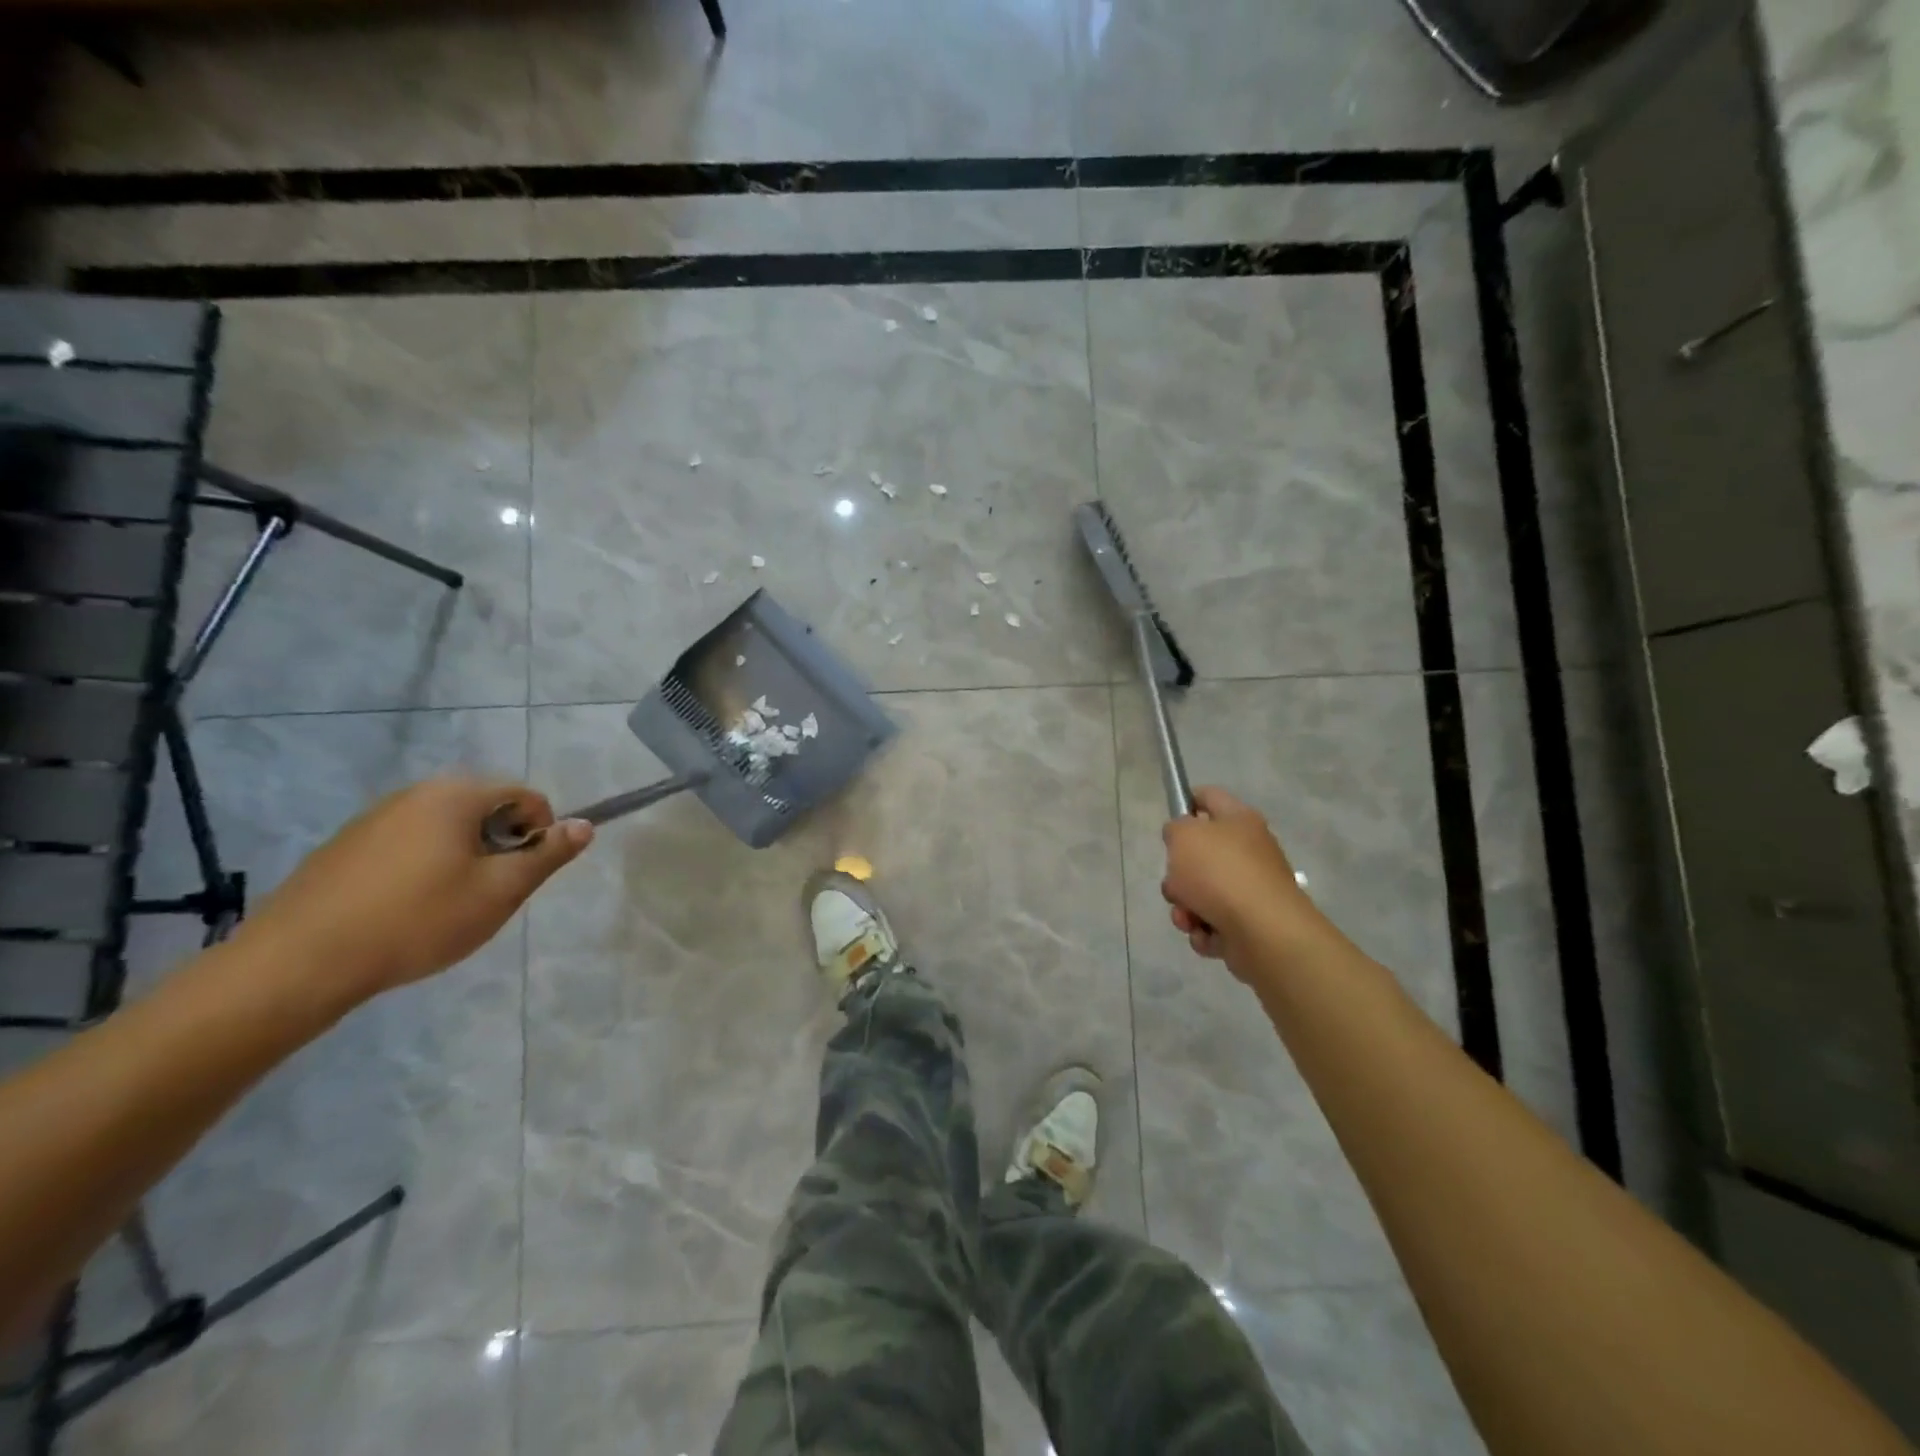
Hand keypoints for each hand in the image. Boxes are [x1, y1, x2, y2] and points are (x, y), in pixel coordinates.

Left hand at [237, 776, 592, 1002]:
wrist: (299, 963)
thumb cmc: (417, 920)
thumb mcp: (499, 891)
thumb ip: (547, 854)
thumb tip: (585, 825)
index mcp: (456, 795)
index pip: (525, 796)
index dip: (541, 833)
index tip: (526, 875)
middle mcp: (416, 793)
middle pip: (485, 808)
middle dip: (501, 845)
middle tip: (490, 893)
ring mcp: (374, 817)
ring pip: (446, 828)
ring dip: (464, 857)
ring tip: (449, 906)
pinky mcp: (344, 846)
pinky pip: (408, 844)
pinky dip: (425, 866)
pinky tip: (407, 910)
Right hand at [1161, 786, 1320, 967]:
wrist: (1263, 931)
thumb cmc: (1219, 873)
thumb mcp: (1183, 836)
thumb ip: (1175, 828)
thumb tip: (1183, 838)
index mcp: (1239, 820)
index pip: (1209, 797)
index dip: (1186, 801)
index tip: (1168, 819)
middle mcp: (1249, 851)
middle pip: (1201, 854)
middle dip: (1178, 872)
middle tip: (1175, 880)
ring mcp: (1251, 889)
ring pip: (1202, 893)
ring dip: (1186, 907)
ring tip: (1188, 917)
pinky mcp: (1250, 924)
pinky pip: (1213, 922)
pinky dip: (1204, 930)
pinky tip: (1205, 933)